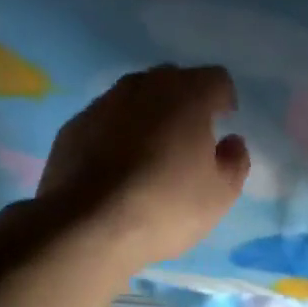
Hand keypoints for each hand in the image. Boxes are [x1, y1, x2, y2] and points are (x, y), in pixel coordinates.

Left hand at [35, 64, 249, 268]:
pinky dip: (116, 132)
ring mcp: (103, 104)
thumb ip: (235, 161)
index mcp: (188, 95)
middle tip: (189, 134)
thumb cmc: (165, 206)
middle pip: (172, 79)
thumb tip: (231, 143)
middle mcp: (144, 87)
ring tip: (151, 150)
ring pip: (134, 95)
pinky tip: (116, 165)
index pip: (215, 78)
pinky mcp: (73, 127)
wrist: (84, 228)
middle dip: (185, 99)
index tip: (224, 122)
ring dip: (148, 113)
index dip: (223, 98)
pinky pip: (105, 118)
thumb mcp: (220, 195)